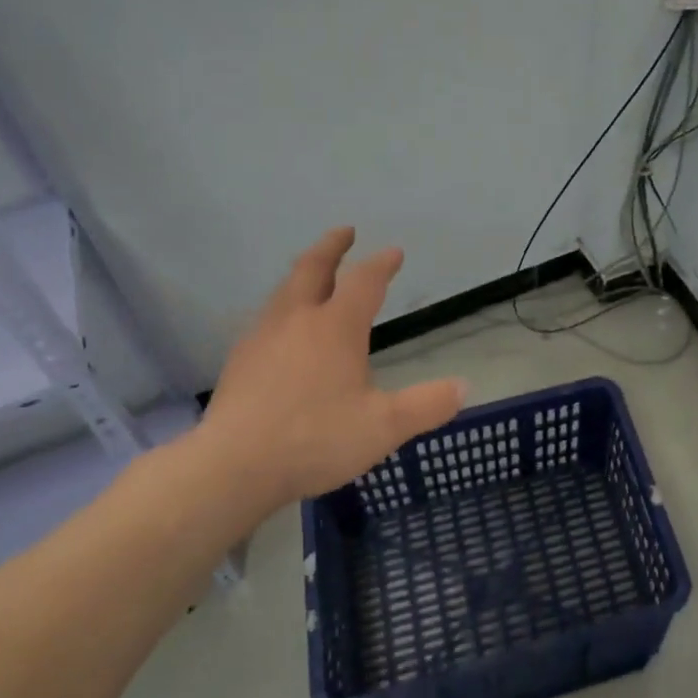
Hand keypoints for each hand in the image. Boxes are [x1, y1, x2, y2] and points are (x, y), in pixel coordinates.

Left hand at [176, 227, 466, 533]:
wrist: (233, 466)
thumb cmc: (315, 439)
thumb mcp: (384, 427)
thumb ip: (427, 406)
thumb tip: (464, 388)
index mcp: (336, 327)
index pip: (364, 281)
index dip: (381, 264)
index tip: (394, 253)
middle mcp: (298, 319)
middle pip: (313, 268)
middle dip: (332, 246)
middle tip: (345, 231)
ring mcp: (263, 337)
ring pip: (285, 290)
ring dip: (304, 273)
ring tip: (313, 274)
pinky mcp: (240, 360)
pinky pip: (266, 317)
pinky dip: (283, 306)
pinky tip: (283, 328)